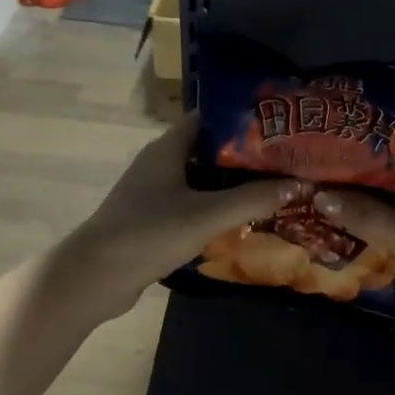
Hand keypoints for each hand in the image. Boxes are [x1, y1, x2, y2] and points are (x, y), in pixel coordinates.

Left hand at [60, 119, 304, 317]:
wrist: (95, 276)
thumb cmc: (150, 233)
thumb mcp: (207, 215)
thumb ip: (252, 199)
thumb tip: (299, 183)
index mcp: (168, 148)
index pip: (210, 118)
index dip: (243, 119)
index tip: (279, 126)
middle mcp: (160, 163)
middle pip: (209, 150)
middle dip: (245, 156)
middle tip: (286, 161)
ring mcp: (153, 192)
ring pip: (201, 180)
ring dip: (232, 185)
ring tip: (273, 188)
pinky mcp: (152, 219)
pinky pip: (191, 204)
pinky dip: (215, 208)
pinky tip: (241, 220)